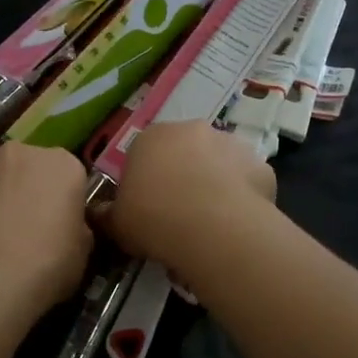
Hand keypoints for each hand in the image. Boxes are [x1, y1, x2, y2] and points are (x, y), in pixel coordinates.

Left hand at [0, 144, 92, 309]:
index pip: (69, 175)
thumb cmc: (48, 261)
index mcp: (63, 164)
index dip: (65, 201)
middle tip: (29, 229)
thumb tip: (67, 229)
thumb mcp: (82, 251)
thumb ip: (76, 229)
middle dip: (29, 191)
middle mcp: (22, 154)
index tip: (62, 225)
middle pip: (30, 169)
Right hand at [98, 121, 275, 271]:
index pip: (144, 153)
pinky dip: (242, 198)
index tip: (147, 208)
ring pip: (219, 164)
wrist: (213, 227)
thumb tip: (96, 214)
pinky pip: (247, 182)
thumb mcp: (117, 223)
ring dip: (215, 184)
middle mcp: (193, 130)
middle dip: (183, 177)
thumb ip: (106, 215)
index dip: (146, 181)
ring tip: (209, 224)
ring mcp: (231, 144)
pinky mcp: (261, 165)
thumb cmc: (153, 217)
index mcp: (152, 136)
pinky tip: (235, 225)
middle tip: (179, 215)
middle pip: (185, 153)